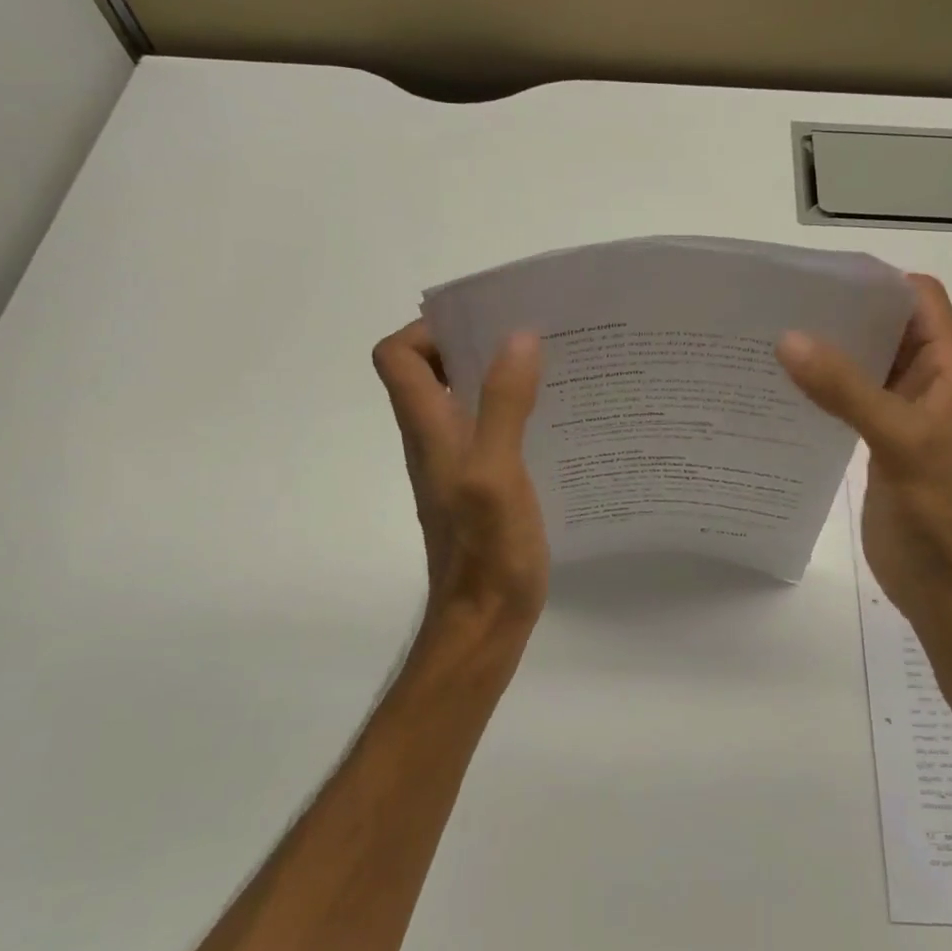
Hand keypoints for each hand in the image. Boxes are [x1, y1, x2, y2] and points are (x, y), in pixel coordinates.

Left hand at [372, 321, 548, 638]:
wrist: (483, 625)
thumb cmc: (487, 552)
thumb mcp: (496, 473)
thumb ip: (504, 406)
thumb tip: (517, 337)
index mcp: (428, 430)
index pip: (396, 357)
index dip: (427, 331)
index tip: (480, 325)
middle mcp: (434, 441)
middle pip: (431, 373)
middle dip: (472, 344)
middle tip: (529, 337)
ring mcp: (457, 466)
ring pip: (464, 402)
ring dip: (496, 378)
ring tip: (550, 370)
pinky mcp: (480, 488)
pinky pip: (489, 433)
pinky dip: (513, 414)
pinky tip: (554, 422)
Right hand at [776, 274, 951, 624]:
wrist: (946, 586)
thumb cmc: (938, 512)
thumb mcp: (898, 440)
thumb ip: (845, 389)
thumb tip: (788, 339)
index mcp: (949, 370)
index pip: (920, 300)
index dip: (878, 282)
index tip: (819, 278)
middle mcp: (929, 384)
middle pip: (887, 329)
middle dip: (842, 314)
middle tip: (780, 306)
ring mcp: (903, 415)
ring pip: (865, 366)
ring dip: (829, 354)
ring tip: (773, 342)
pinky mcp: (881, 443)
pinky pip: (851, 402)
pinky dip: (824, 391)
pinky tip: (785, 391)